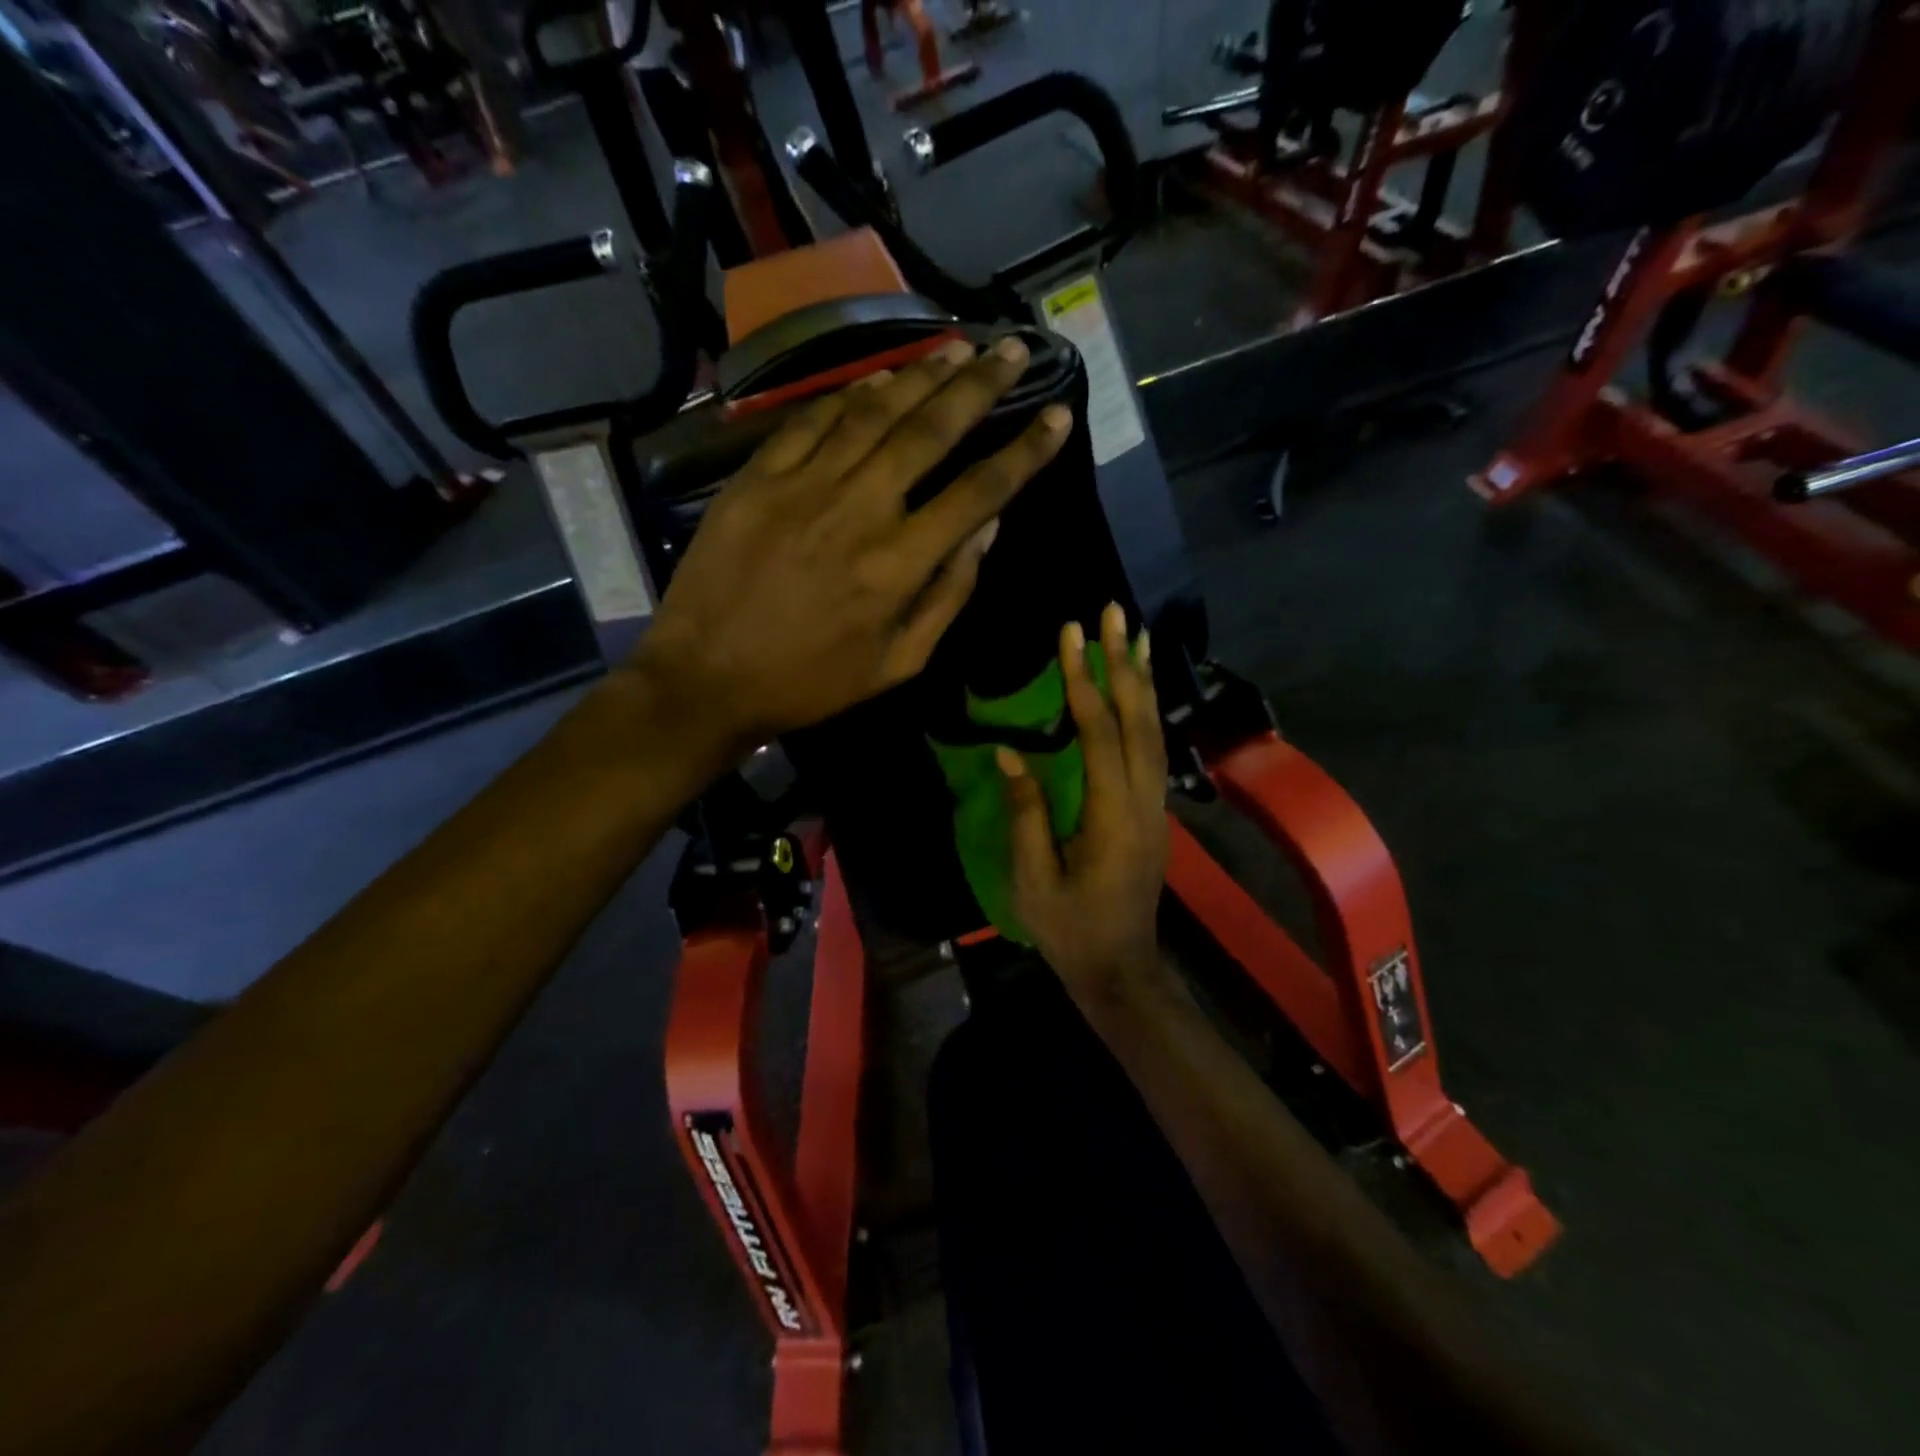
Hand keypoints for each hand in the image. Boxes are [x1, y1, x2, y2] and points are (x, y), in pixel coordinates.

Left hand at [632, 336, 1071, 759]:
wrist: (706, 679)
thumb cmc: (811, 683)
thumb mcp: (898, 664)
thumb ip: (947, 596)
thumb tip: (986, 530)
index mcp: (899, 565)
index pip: (979, 491)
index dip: (1026, 452)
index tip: (1059, 416)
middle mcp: (859, 510)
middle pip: (930, 431)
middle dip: (980, 386)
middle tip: (1012, 350)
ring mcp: (803, 486)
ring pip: (874, 413)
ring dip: (921, 375)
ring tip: (958, 348)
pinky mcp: (757, 478)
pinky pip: (812, 421)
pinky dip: (851, 395)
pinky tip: (879, 379)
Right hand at [1002, 602, 1169, 999]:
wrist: (1121, 969)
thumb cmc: (1069, 930)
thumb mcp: (1033, 880)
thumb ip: (1026, 814)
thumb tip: (1011, 755)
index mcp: (1113, 817)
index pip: (1099, 733)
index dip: (1083, 681)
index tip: (1070, 634)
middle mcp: (1144, 802)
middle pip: (1139, 720)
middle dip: (1125, 663)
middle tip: (1115, 613)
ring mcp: (1156, 807)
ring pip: (1154, 731)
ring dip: (1143, 681)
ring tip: (1136, 636)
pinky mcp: (1154, 813)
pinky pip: (1153, 749)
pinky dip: (1146, 711)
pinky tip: (1138, 693)